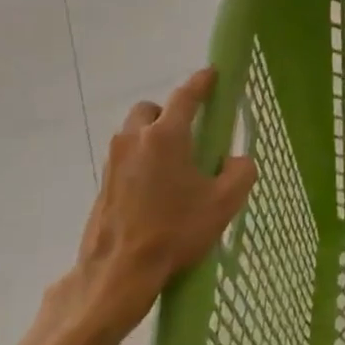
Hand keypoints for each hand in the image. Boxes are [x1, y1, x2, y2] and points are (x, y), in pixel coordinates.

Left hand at [49, 68, 256, 341]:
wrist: (119, 271)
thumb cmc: (175, 231)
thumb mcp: (224, 202)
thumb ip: (241, 171)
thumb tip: (236, 160)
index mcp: (166, 136)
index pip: (186, 96)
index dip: (202, 82)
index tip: (212, 73)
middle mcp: (135, 139)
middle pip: (152, 110)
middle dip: (170, 113)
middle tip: (191, 135)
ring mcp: (114, 160)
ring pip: (136, 133)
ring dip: (154, 138)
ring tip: (176, 167)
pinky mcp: (104, 182)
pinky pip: (127, 157)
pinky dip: (143, 161)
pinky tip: (158, 190)